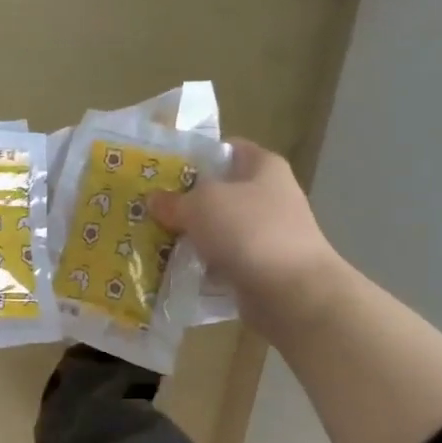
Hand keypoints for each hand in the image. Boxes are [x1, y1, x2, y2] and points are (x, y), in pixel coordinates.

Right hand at [149, 140, 344, 329]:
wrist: (291, 292)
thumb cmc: (248, 231)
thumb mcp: (201, 205)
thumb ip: (174, 200)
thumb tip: (154, 200)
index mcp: (264, 167)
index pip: (228, 150)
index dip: (196, 157)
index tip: (163, 170)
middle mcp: (270, 197)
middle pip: (220, 193)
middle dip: (186, 203)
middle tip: (151, 210)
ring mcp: (268, 235)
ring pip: (219, 230)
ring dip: (192, 238)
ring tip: (154, 242)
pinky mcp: (261, 268)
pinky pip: (223, 262)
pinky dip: (203, 268)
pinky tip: (175, 272)